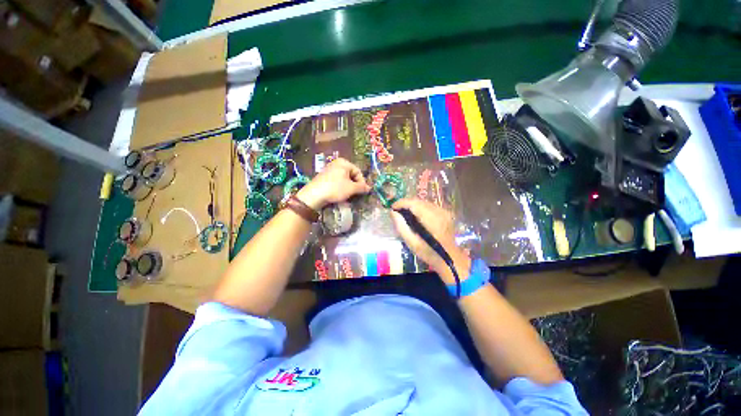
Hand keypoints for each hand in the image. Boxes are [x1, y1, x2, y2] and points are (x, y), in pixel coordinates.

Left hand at [296, 158, 371, 209]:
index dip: (362, 182)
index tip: (363, 192)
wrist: (314, 195)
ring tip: (348, 196)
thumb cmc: (335, 188)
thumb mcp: (351, 188)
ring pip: (344, 179)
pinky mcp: (324, 177)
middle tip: (356, 194)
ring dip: (348, 188)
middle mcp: (336, 163)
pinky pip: (337, 181)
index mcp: (344, 162)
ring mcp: (329, 170)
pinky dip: (340, 188)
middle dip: (355, 185)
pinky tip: (340, 195)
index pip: (358, 172)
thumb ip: (362, 187)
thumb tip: (369, 188)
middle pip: (351, 175)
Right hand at [390, 198, 470, 283]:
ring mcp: (444, 211)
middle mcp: (439, 212)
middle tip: (396, 211)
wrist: (449, 258)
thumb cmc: (429, 253)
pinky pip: (429, 205)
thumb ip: (401, 227)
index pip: (414, 204)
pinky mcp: (445, 213)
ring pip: (424, 202)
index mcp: (432, 220)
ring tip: (404, 212)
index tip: (392, 208)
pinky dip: (420, 207)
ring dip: (412, 205)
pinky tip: (415, 215)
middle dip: (406, 204)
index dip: (402, 203)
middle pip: (419, 201)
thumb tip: (393, 212)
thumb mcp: (412, 243)